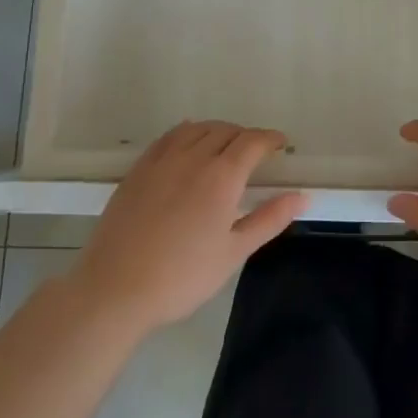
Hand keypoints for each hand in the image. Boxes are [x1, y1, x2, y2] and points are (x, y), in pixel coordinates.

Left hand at [74, 120, 305, 333]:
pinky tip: (188, 145)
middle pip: (225, 131)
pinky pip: (168, 137)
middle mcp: (193, 158)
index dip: (270, 139)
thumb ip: (269, 219)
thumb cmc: (182, 277)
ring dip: (217, 131)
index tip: (281, 145)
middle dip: (246, 136)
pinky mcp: (138, 169)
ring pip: (196, 129)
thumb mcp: (233, 253)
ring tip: (224, 146)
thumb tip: (303, 196)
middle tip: (256, 153)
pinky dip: (187, 133)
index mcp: (221, 177)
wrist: (115, 289)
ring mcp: (162, 160)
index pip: (252, 142)